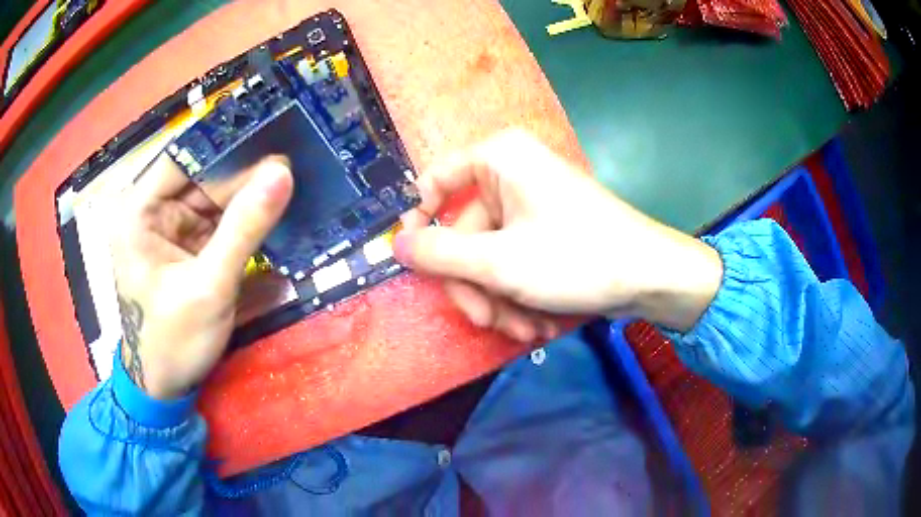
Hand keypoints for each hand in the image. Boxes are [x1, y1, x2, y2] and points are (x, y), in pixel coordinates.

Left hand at [111, 153, 292, 399]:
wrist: (166, 387)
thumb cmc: (173, 341)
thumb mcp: (209, 287)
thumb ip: (244, 229)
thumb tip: (283, 172)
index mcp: (138, 212)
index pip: (182, 157)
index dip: (224, 141)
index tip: (271, 127)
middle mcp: (152, 211)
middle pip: (202, 176)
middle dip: (245, 170)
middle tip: (295, 156)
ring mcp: (171, 229)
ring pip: (215, 197)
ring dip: (249, 194)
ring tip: (293, 177)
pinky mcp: (188, 246)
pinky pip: (220, 220)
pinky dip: (245, 218)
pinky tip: (275, 208)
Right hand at [394, 129, 722, 339]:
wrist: (650, 277)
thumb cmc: (576, 257)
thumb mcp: (499, 262)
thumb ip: (439, 254)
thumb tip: (395, 244)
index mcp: (498, 160)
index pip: (435, 180)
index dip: (420, 221)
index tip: (417, 264)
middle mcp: (512, 174)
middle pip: (465, 233)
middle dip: (475, 285)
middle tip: (486, 321)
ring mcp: (531, 205)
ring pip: (490, 256)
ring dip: (499, 300)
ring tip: (522, 330)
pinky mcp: (547, 232)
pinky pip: (514, 262)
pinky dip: (520, 295)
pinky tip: (539, 323)